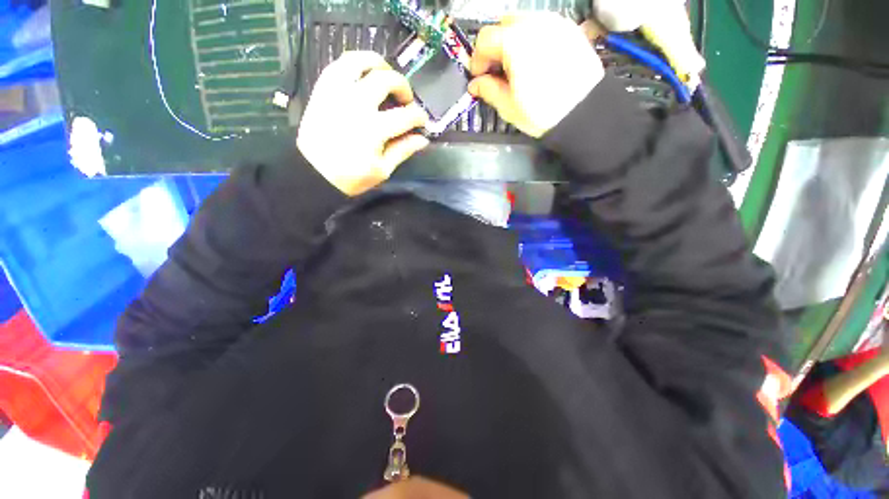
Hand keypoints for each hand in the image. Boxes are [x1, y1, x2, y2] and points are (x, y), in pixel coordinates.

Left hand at [297, 51, 429, 195]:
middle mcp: (357, 103)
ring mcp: (337, 92)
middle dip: (403, 87)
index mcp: (374, 129)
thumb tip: (422, 139)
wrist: (313, 173)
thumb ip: (403, 151)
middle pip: (387, 80)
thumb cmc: (351, 177)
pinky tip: (363, 75)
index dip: (419, 116)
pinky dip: (355, 64)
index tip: (422, 121)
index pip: (406, 115)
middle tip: (406, 100)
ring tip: (386, 75)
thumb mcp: (382, 170)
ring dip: (379, 64)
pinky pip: (339, 64)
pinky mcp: (323, 89)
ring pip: (361, 61)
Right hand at [469, 13, 604, 137]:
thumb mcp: (509, 106)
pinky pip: (542, 27)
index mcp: (515, 42)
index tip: (479, 77)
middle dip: (495, 46)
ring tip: (517, 67)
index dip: (477, 59)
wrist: (583, 112)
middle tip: (497, 71)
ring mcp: (554, 24)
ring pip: (523, 22)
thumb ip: (488, 90)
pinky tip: (535, 61)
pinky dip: (532, 39)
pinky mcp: (569, 29)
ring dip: (512, 41)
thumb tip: (475, 84)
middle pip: (503, 24)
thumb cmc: (542, 112)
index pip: (485, 38)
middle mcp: (534, 24)